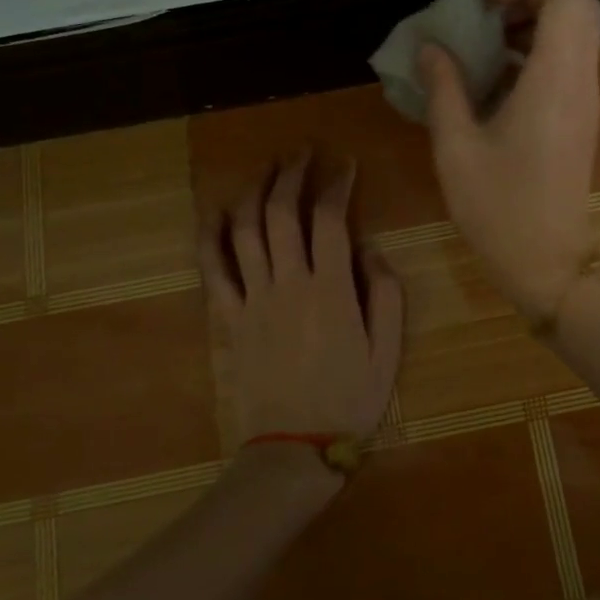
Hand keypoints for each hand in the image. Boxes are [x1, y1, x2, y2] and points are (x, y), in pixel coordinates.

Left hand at [198, 155, 404, 449]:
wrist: (294, 448)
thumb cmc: (349, 400)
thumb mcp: (388, 350)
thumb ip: (385, 293)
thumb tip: (369, 248)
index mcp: (332, 289)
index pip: (331, 219)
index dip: (338, 185)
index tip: (346, 165)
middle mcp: (289, 283)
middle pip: (283, 213)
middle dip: (293, 174)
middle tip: (303, 151)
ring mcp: (253, 298)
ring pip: (247, 230)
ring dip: (255, 192)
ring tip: (267, 168)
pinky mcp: (230, 317)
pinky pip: (214, 269)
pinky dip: (211, 236)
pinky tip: (217, 212)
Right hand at [419, 0, 599, 321]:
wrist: (549, 264)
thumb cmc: (499, 208)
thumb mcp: (456, 148)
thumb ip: (443, 89)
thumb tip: (430, 48)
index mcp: (554, 80)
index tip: (484, 2)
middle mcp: (581, 82)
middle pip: (580, 7)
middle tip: (486, 13)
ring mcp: (586, 101)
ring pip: (578, 34)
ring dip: (536, 23)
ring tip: (485, 42)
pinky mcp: (582, 119)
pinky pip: (570, 62)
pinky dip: (539, 51)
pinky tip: (497, 79)